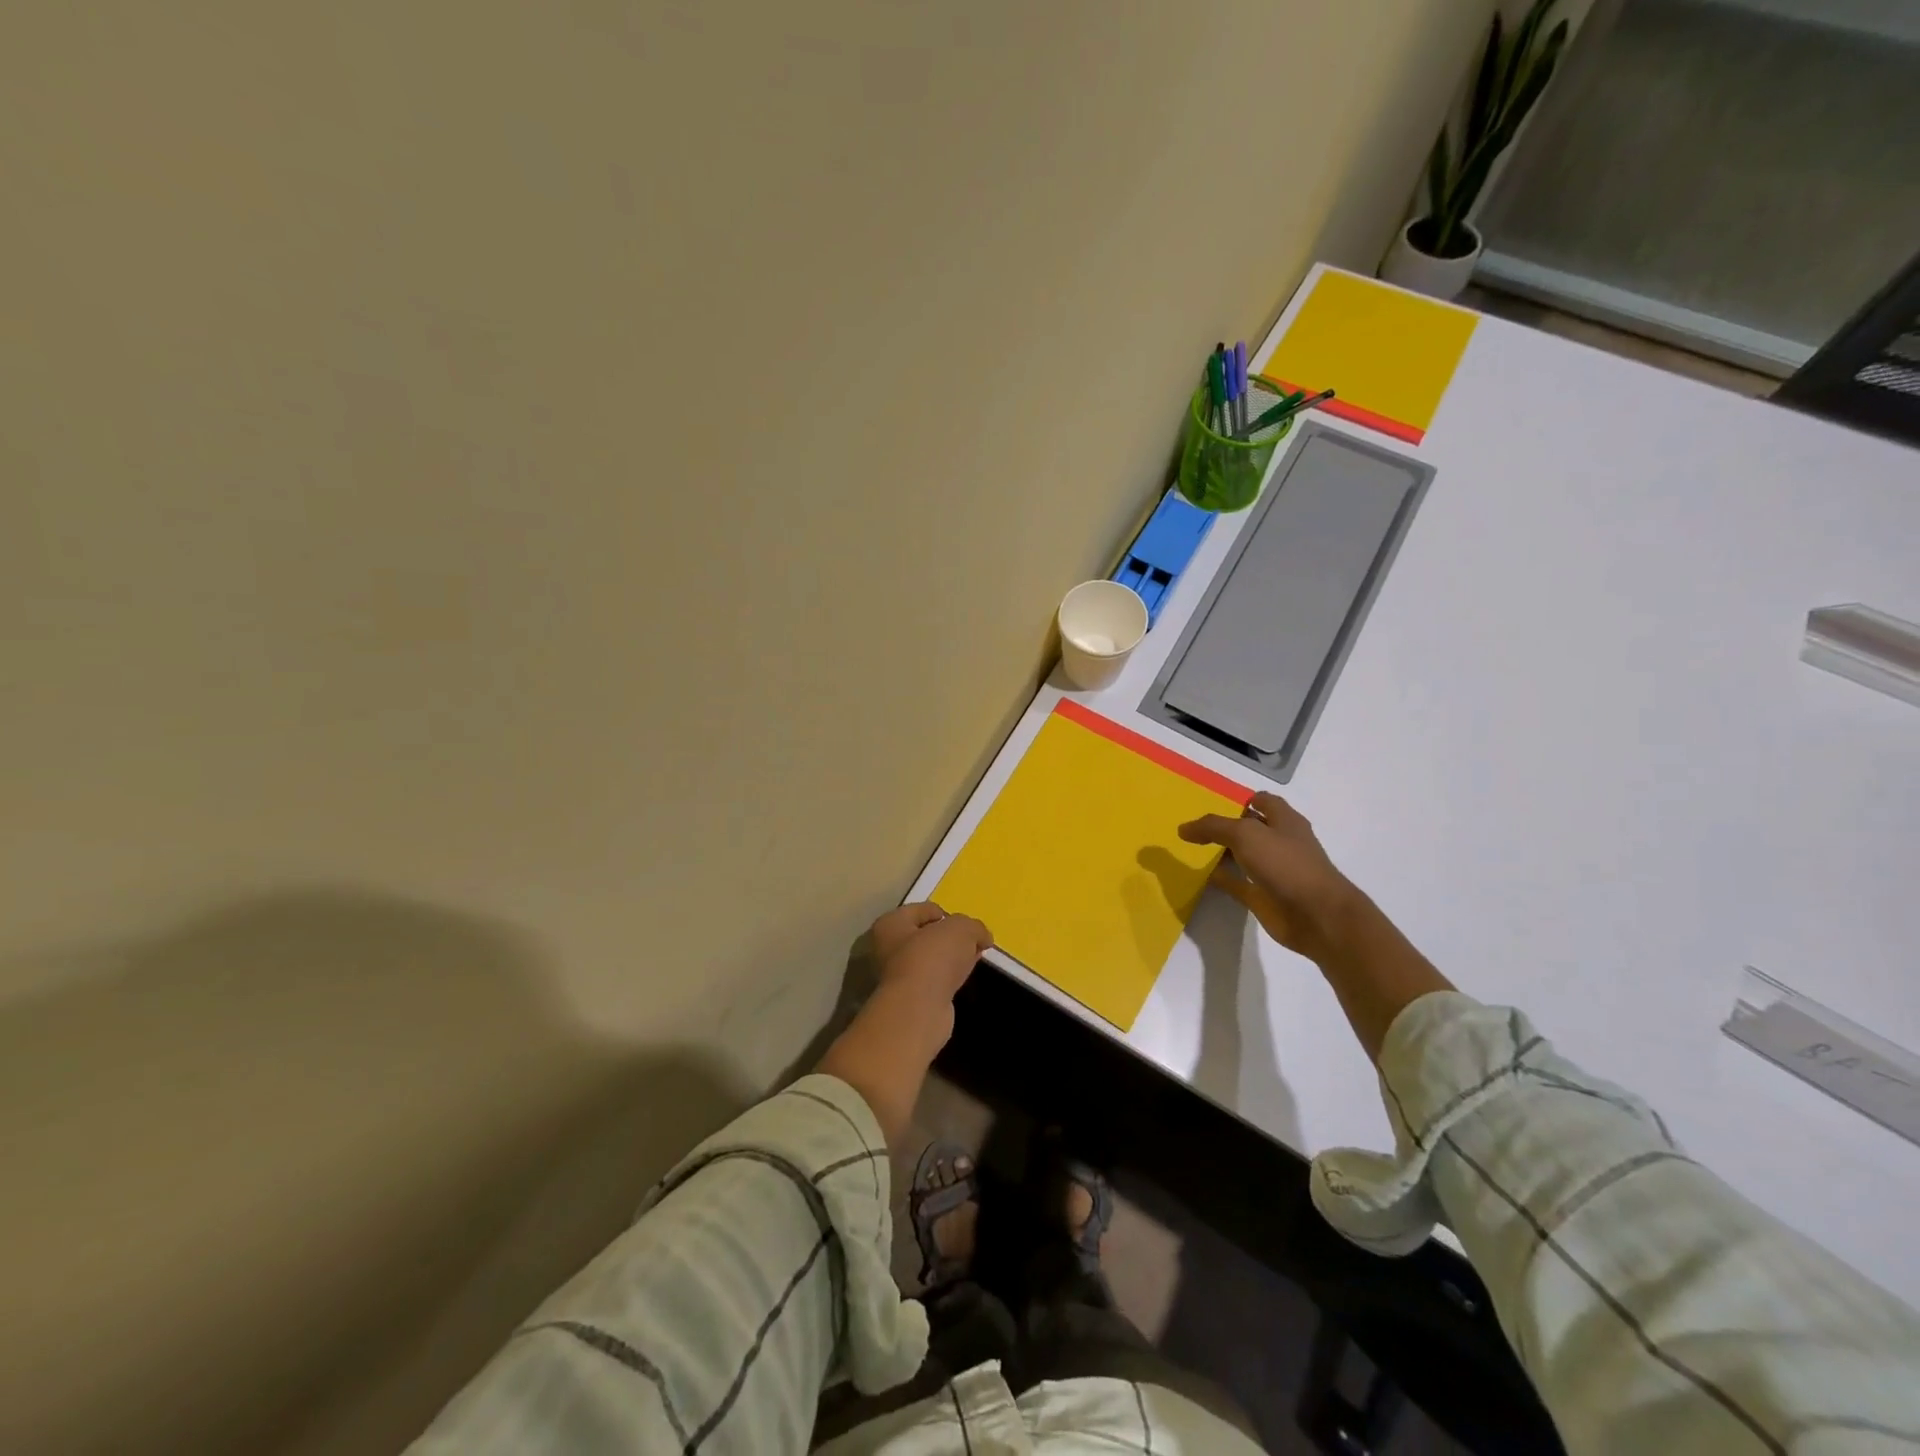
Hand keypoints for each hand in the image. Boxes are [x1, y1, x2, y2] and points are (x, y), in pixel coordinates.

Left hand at [869, 903, 992, 1004]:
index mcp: (890, 924)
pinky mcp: (909, 1001)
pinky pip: (933, 981)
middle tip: (971, 942)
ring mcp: (896, 977)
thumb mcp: (961, 929)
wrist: (919, 1010)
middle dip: (948, 938)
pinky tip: (962, 980)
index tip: (966, 926)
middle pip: (924, 936)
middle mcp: (886, 949)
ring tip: (971, 960)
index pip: (922, 910)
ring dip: (948, 960)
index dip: (947, 914)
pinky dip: (947, 979)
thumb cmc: (932, 958)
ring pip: (929, 960)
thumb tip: (983, 937)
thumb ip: (974, 927)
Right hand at [1178, 792, 1356, 958]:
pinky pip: (1237, 883)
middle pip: (1249, 828)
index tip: (1210, 802)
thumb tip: (1183, 828)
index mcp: (1284, 821)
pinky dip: (1221, 879)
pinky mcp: (1264, 896)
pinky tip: (1201, 875)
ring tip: (1191, 847)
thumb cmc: (1286, 864)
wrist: (1316, 916)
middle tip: (1194, 824)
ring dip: (1222, 852)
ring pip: (1242, 856)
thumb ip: (1213, 827)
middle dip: (1225, 825)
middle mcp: (1280, 842)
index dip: (1239, 799)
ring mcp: (1273, 871)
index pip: (1261, 801)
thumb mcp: (1246, 834)